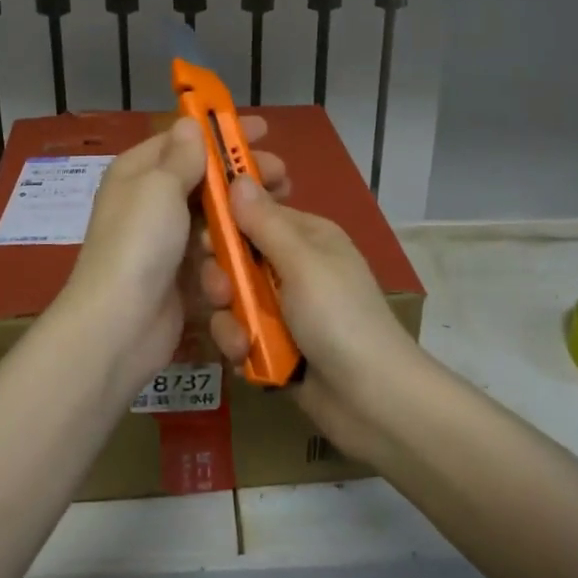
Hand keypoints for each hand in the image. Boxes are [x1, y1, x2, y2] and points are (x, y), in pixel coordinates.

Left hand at [56, 116, 286, 391]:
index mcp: (138, 172)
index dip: (220, 132)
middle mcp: (150, 201)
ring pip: (213, 214)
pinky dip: (233, 244)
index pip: (183, 140)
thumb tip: (190, 121)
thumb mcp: (159, 187)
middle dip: (241, 174)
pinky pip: (214, 249)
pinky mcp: (182, 273)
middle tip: (281, 175)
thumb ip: (182, 156)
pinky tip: (260, 244)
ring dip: (243, 210)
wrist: (120, 324)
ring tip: (280, 208)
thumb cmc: (139, 244)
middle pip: (204, 178)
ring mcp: (167, 239)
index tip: (262, 131)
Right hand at [200, 175, 428, 457]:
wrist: (372, 400)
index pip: (254, 213)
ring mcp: (283, 308)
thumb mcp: (302, 263)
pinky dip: (239, 346)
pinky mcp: (274, 345)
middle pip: (236, 257)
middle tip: (222, 293)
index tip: (204, 236)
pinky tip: (247, 359)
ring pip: (232, 299)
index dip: (226, 221)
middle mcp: (293, 267)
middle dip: (222, 276)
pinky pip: (239, 333)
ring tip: (242, 339)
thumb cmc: (340, 318)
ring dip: (230, 319)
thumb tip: (238, 177)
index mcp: (306, 236)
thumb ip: (264, 223)